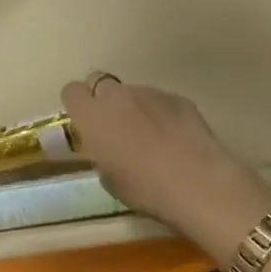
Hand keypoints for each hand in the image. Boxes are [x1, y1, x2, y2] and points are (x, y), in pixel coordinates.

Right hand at [60, 74, 270, 264]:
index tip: (85, 123)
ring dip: (134, 108)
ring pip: (133, 92)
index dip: (78, 105)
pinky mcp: (178, 98)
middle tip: (115, 127)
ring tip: (152, 137)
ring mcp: (150, 93)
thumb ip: (101, 153)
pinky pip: (161, 101)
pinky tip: (176, 139)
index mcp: (92, 117)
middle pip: (100, 82)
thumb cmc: (144, 189)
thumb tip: (108, 147)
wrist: (198, 184)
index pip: (72, 91)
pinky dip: (162, 114)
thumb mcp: (109, 179)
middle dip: (104, 100)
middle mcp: (117, 96)